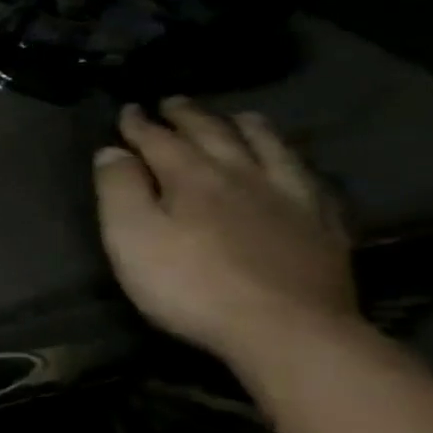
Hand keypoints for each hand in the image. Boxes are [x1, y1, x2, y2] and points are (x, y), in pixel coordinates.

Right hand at [95, 98, 357, 366]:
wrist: (286, 330)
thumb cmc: (188, 283)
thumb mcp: (130, 236)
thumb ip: (118, 189)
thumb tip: (111, 151)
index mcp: (192, 178)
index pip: (159, 140)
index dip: (140, 124)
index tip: (127, 109)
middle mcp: (243, 177)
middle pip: (216, 136)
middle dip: (190, 117)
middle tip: (174, 102)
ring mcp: (290, 200)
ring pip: (270, 150)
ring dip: (248, 129)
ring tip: (238, 117)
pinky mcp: (321, 227)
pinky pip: (309, 181)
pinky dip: (293, 163)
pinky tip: (292, 165)